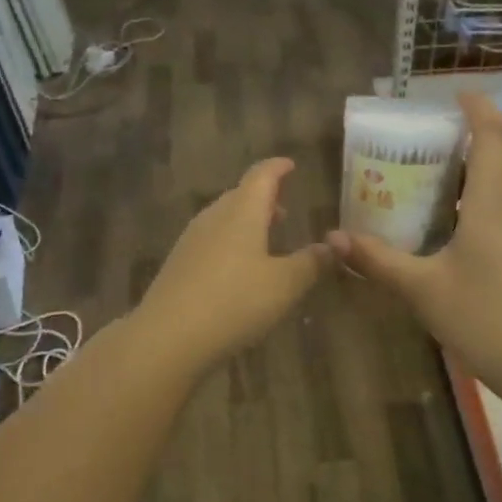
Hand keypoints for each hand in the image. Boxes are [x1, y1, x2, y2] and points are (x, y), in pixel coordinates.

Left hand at [136, 157, 329, 373]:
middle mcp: (214, 217)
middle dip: (263, 198)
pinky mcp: (179, 265)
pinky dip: (231, 242)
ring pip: (223, 219)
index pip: (261, 176)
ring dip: (246, 221)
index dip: (277, 168)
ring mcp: (192, 241)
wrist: (168, 337)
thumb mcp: (285, 285)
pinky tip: (239, 267)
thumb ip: (311, 262)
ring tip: (266, 236)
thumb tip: (332, 245)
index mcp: (242, 212)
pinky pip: (211, 241)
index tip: (290, 165)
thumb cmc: (235, 302)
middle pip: (240, 196)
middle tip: (284, 207)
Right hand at [327, 94, 501, 381]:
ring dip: (467, 193)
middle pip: (490, 166)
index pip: (491, 136)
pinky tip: (456, 250)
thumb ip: (377, 259)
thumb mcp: (421, 288)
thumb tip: (333, 237)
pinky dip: (480, 220)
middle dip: (457, 157)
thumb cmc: (483, 316)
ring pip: (498, 198)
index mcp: (491, 202)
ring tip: (428, 207)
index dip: (477, 108)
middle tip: (417, 164)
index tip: (457, 95)